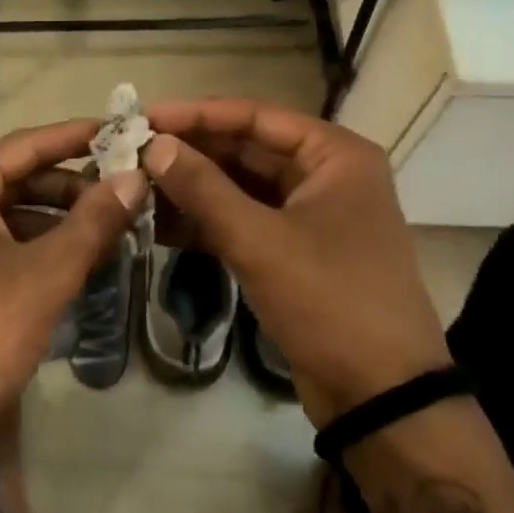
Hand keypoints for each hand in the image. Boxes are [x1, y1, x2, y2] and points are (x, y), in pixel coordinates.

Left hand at [0, 120, 145, 459]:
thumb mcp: (47, 272)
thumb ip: (94, 220)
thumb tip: (136, 176)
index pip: (27, 144)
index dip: (77, 136)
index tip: (121, 130)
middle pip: (18, 176)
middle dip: (71, 184)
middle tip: (124, 190)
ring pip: (10, 211)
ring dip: (58, 217)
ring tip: (110, 228)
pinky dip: (37, 244)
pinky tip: (74, 261)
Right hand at [142, 99, 448, 428]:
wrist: (381, 397)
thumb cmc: (329, 301)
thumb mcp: (259, 240)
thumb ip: (203, 188)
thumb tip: (154, 145)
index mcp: (334, 156)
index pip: (255, 116)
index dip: (197, 114)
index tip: (145, 117)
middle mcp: (325, 175)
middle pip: (246, 149)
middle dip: (190, 153)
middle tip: (133, 152)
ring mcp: (310, 215)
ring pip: (240, 186)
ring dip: (192, 187)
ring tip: (137, 185)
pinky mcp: (294, 251)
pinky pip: (243, 220)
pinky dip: (205, 221)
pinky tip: (158, 223)